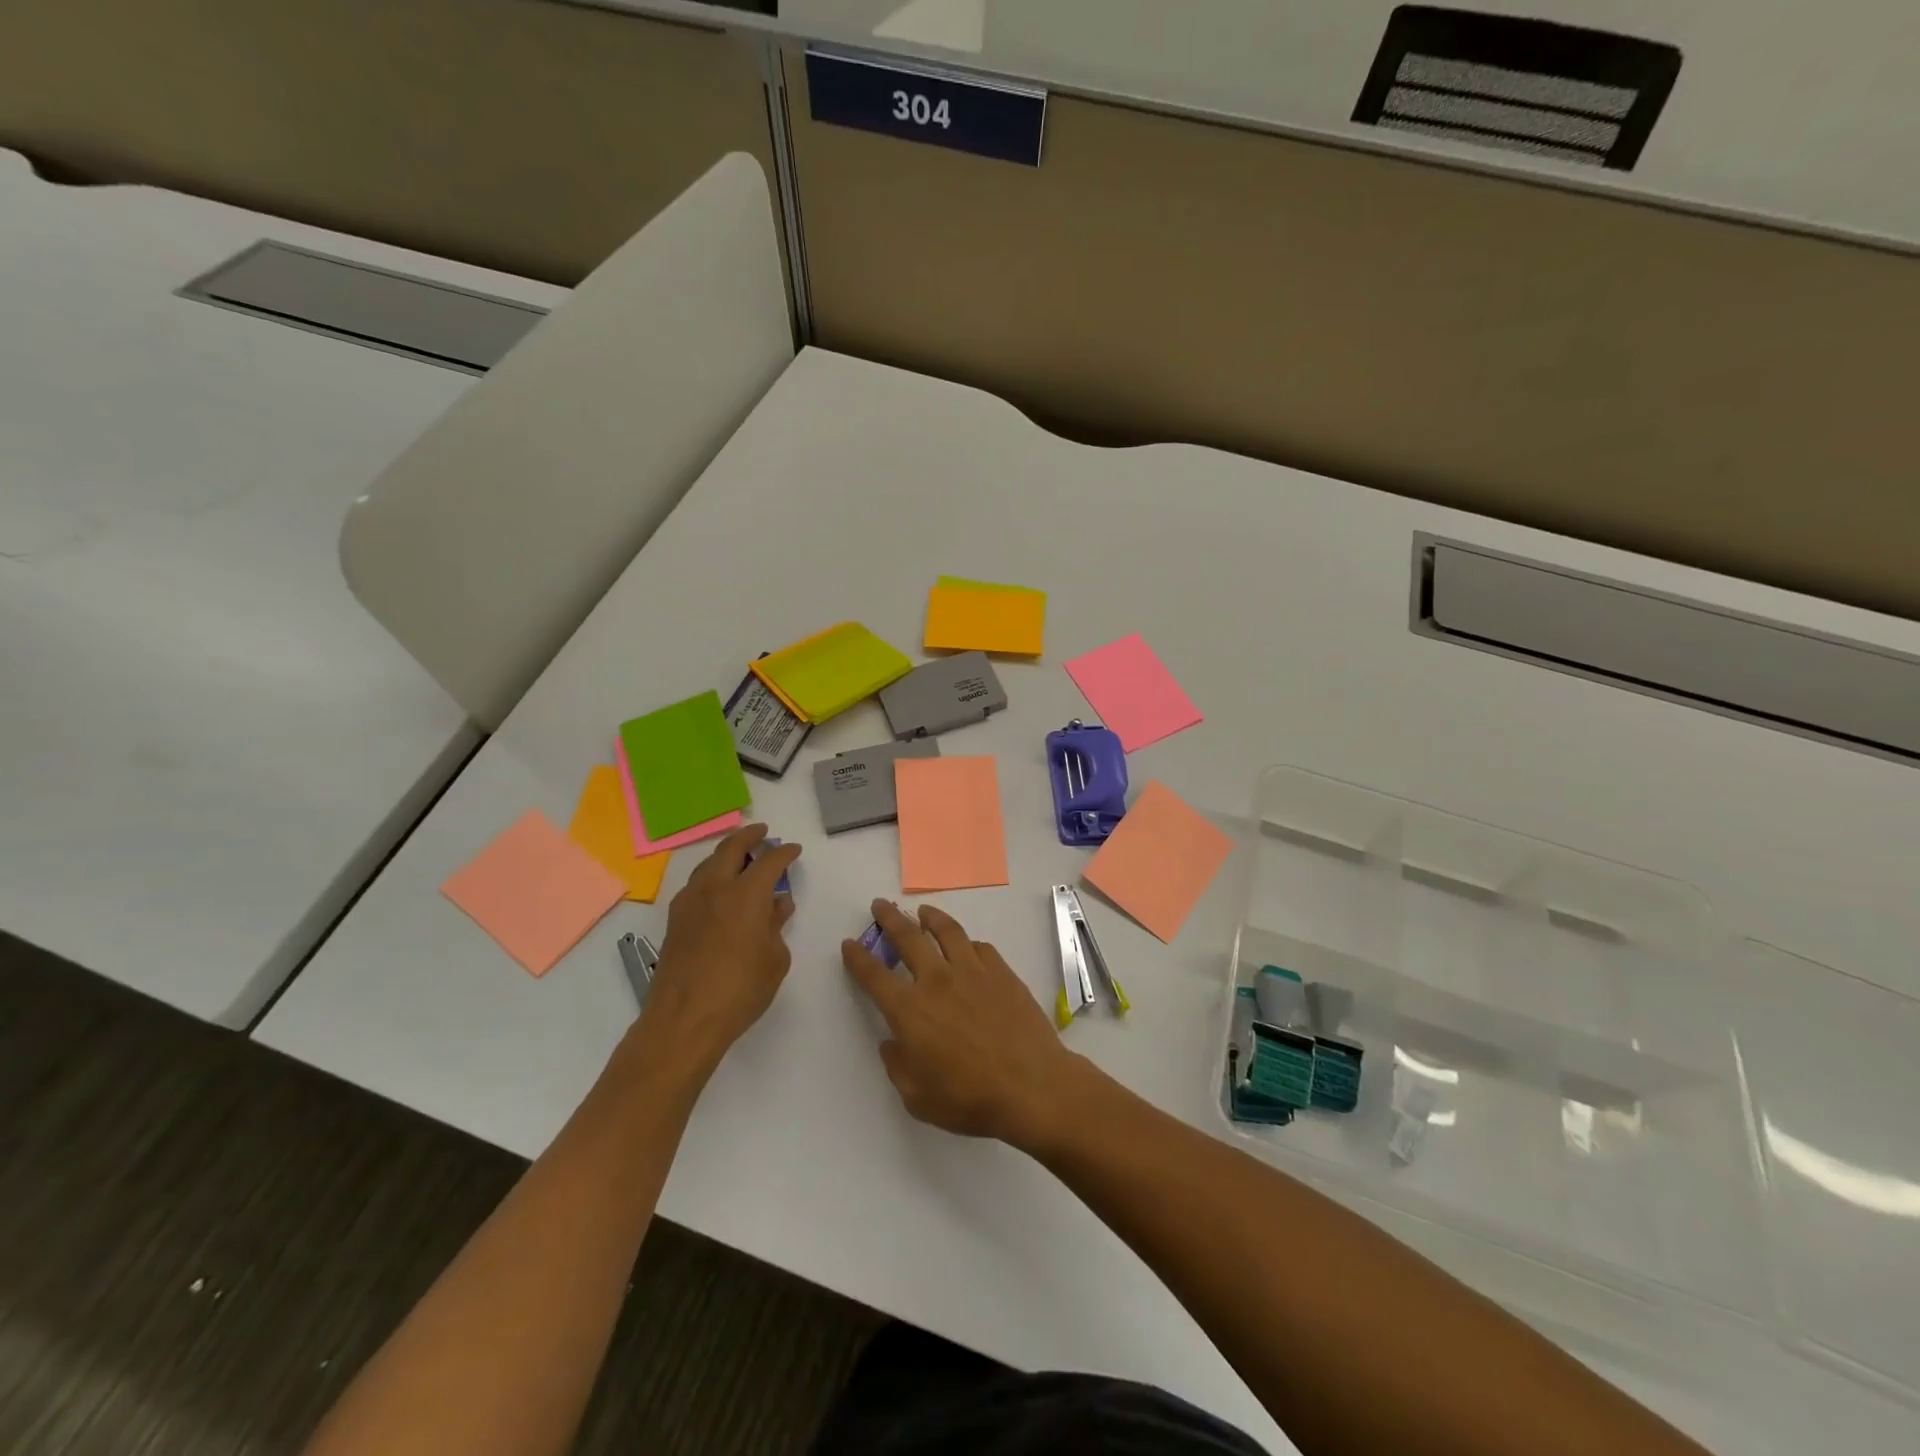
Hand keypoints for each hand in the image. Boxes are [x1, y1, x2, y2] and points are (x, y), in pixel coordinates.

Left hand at [636, 824, 800, 1072]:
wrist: (684, 1020)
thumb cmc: (740, 990)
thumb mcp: (774, 959)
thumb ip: (776, 926)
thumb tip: (778, 905)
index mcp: (746, 894)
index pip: (770, 860)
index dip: (784, 852)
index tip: (793, 850)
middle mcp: (715, 888)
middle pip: (731, 848)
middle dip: (749, 836)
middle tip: (762, 833)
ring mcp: (690, 902)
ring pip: (709, 863)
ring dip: (726, 854)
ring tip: (740, 857)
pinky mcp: (675, 920)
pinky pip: (696, 884)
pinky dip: (711, 875)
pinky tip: (718, 890)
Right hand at [842, 898, 1081, 1147]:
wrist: (1031, 1086)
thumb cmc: (969, 1099)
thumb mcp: (918, 1097)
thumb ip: (898, 1066)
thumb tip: (892, 1043)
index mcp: (910, 1010)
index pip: (874, 975)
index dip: (858, 957)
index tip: (850, 944)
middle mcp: (937, 981)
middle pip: (907, 937)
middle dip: (889, 918)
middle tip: (880, 905)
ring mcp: (972, 971)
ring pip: (947, 931)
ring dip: (930, 917)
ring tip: (923, 911)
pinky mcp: (1002, 972)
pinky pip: (980, 947)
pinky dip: (967, 943)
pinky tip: (967, 945)